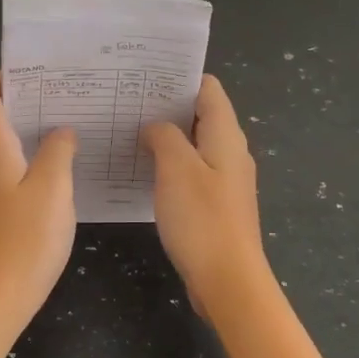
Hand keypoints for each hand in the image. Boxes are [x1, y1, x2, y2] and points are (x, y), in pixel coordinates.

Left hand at [0, 72, 77, 321]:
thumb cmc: (25, 240)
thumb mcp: (53, 189)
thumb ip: (58, 150)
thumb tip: (60, 131)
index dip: (3, 77)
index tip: (39, 80)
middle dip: (25, 102)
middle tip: (66, 101)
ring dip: (28, 131)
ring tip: (67, 132)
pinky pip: (2, 167)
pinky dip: (25, 158)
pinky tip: (56, 172)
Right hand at [142, 76, 272, 316]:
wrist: (228, 280)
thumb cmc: (202, 219)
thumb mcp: (176, 169)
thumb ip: (165, 137)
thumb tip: (156, 127)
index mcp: (226, 136)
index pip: (208, 88)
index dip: (179, 78)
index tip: (145, 76)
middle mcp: (230, 152)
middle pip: (201, 115)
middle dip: (167, 106)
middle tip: (128, 102)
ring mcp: (225, 180)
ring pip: (194, 145)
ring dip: (166, 137)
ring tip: (129, 131)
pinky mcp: (216, 204)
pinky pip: (192, 172)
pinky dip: (170, 165)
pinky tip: (143, 171)